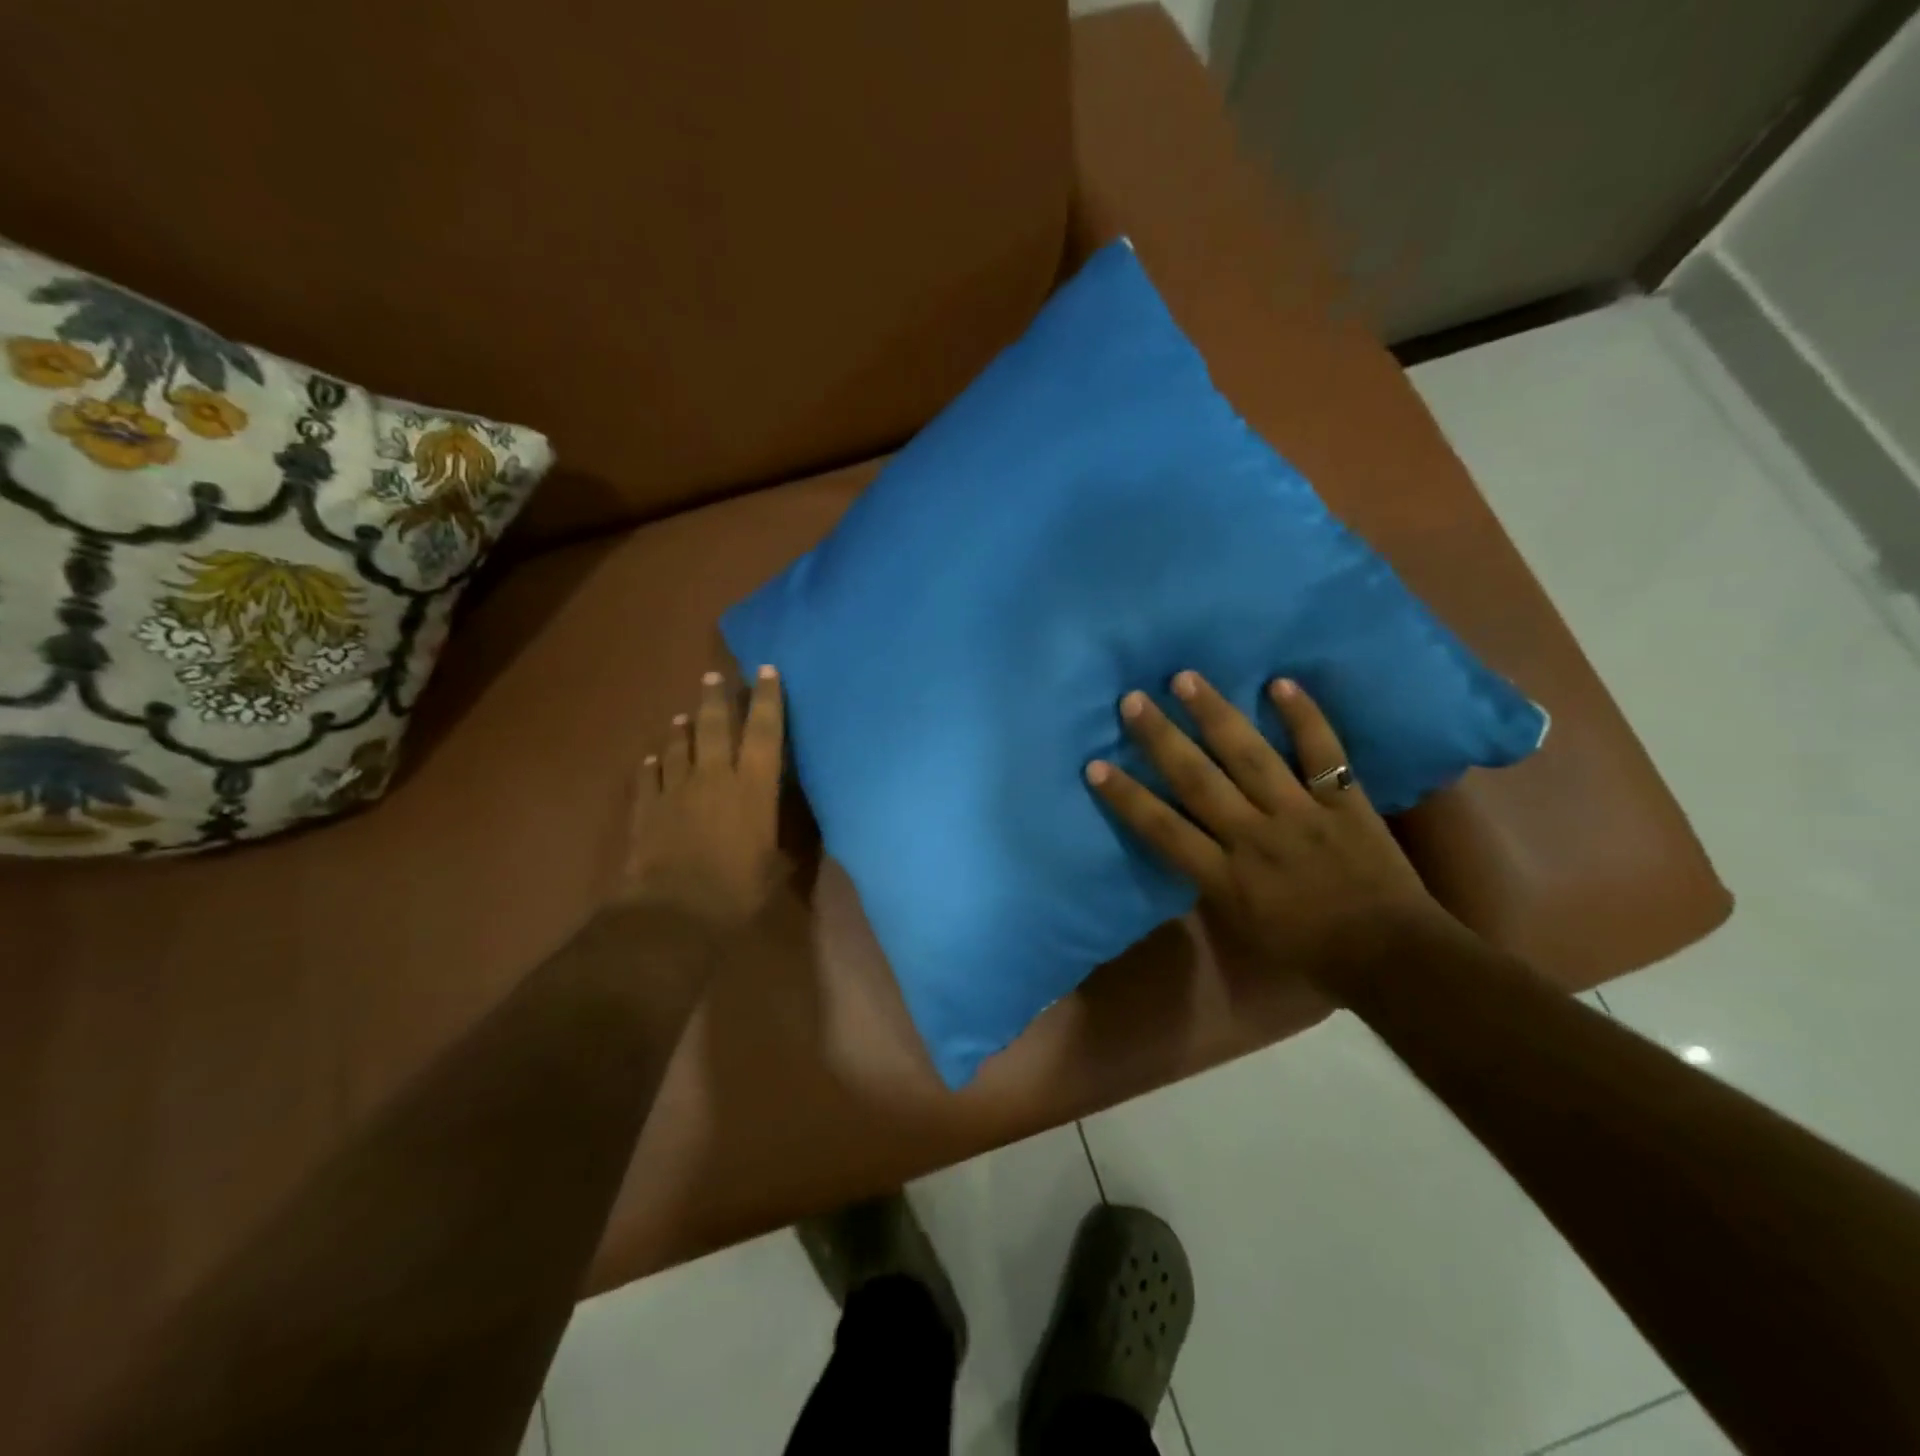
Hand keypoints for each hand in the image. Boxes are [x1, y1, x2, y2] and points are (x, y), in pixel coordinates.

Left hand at [615, 665, 787, 933]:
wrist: (674, 910)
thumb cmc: (737, 890)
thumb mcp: (775, 867)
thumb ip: (785, 843)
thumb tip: (800, 837)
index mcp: (753, 787)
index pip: (764, 732)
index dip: (767, 699)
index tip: (767, 670)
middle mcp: (714, 777)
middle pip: (714, 726)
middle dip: (716, 698)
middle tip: (713, 676)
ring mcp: (676, 789)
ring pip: (678, 746)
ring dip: (681, 728)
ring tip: (682, 715)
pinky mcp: (647, 808)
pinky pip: (648, 776)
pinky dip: (651, 764)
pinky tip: (651, 757)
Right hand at [1085, 672, 1455, 985]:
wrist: (1390, 957)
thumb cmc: (1308, 950)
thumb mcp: (1243, 925)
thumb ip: (1212, 881)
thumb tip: (1188, 843)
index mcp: (1226, 876)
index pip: (1163, 829)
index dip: (1126, 796)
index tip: (1094, 765)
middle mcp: (1254, 837)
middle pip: (1198, 781)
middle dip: (1161, 739)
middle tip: (1132, 700)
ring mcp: (1301, 813)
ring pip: (1250, 756)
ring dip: (1215, 715)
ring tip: (1186, 678)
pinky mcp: (1344, 801)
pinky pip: (1322, 753)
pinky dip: (1304, 717)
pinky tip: (1281, 683)